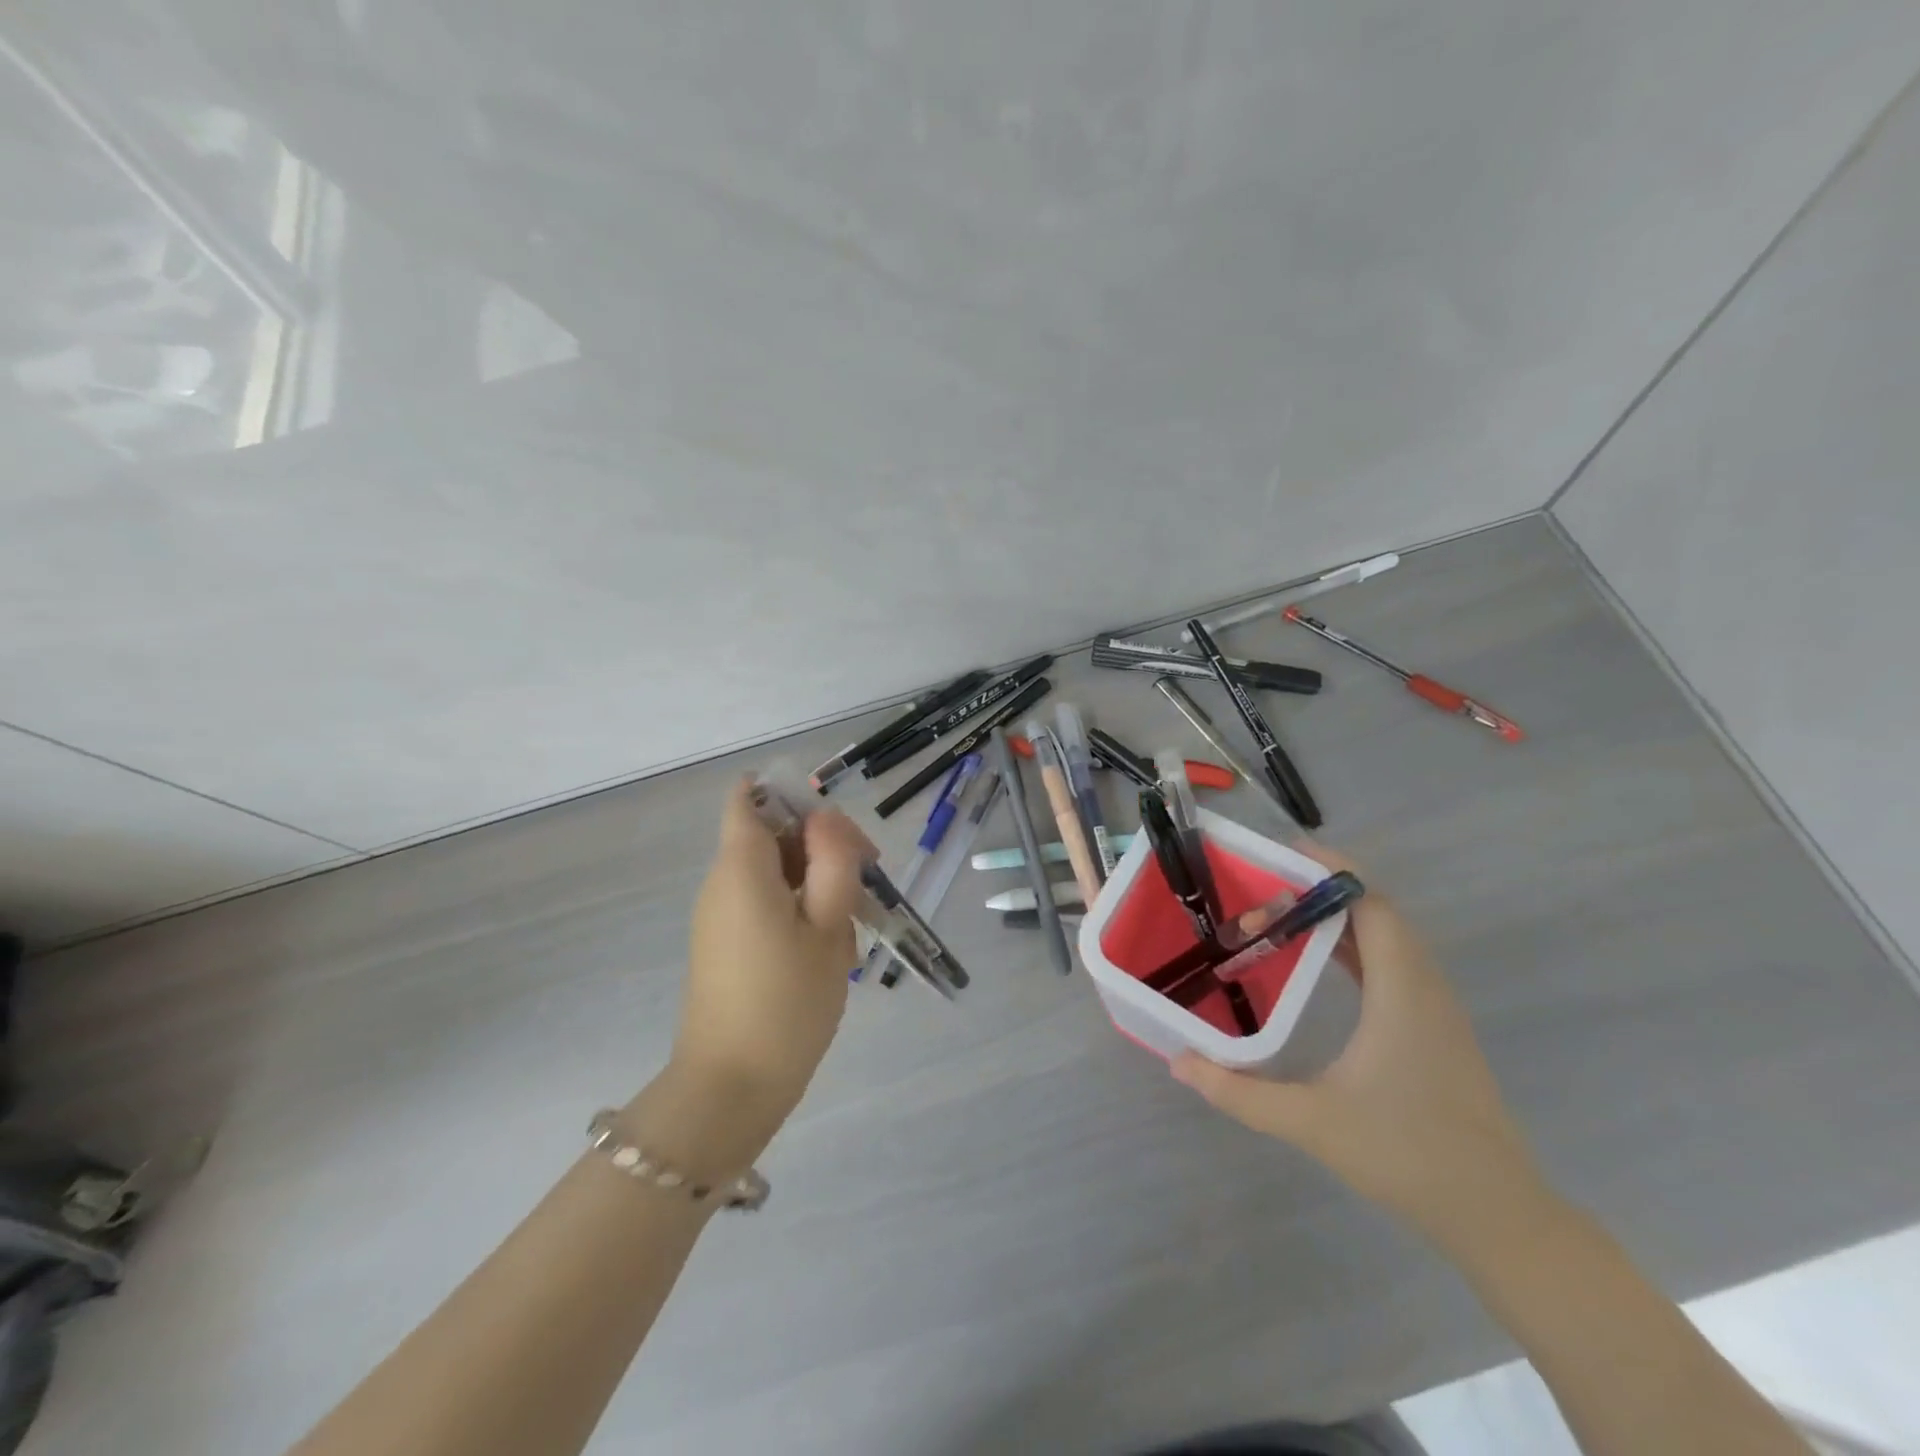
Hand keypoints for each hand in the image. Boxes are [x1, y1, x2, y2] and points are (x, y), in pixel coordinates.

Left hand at [654, 779, 873, 1165]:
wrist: (732, 1087)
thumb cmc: (787, 1001)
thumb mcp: (828, 926)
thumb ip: (833, 861)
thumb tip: (826, 820)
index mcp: (741, 868)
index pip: (748, 798)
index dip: (790, 797)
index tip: (833, 829)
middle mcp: (722, 882)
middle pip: (770, 833)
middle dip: (819, 844)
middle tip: (865, 882)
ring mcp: (720, 915)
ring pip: (773, 871)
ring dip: (816, 880)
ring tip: (850, 923)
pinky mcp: (725, 944)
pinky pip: (764, 902)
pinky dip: (799, 907)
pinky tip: (827, 947)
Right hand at [1171, 849, 1556, 1253]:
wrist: (1497, 1215)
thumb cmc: (1407, 1156)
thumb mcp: (1311, 1121)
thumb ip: (1239, 1091)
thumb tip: (1178, 1063)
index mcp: (1401, 991)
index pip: (1371, 905)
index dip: (1331, 872)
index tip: (1282, 857)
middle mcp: (1424, 986)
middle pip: (1377, 912)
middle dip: (1321, 893)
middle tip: (1262, 894)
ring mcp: (1435, 1008)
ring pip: (1388, 937)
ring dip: (1338, 919)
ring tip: (1281, 918)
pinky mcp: (1436, 1028)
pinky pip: (1394, 963)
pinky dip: (1355, 947)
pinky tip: (1320, 963)